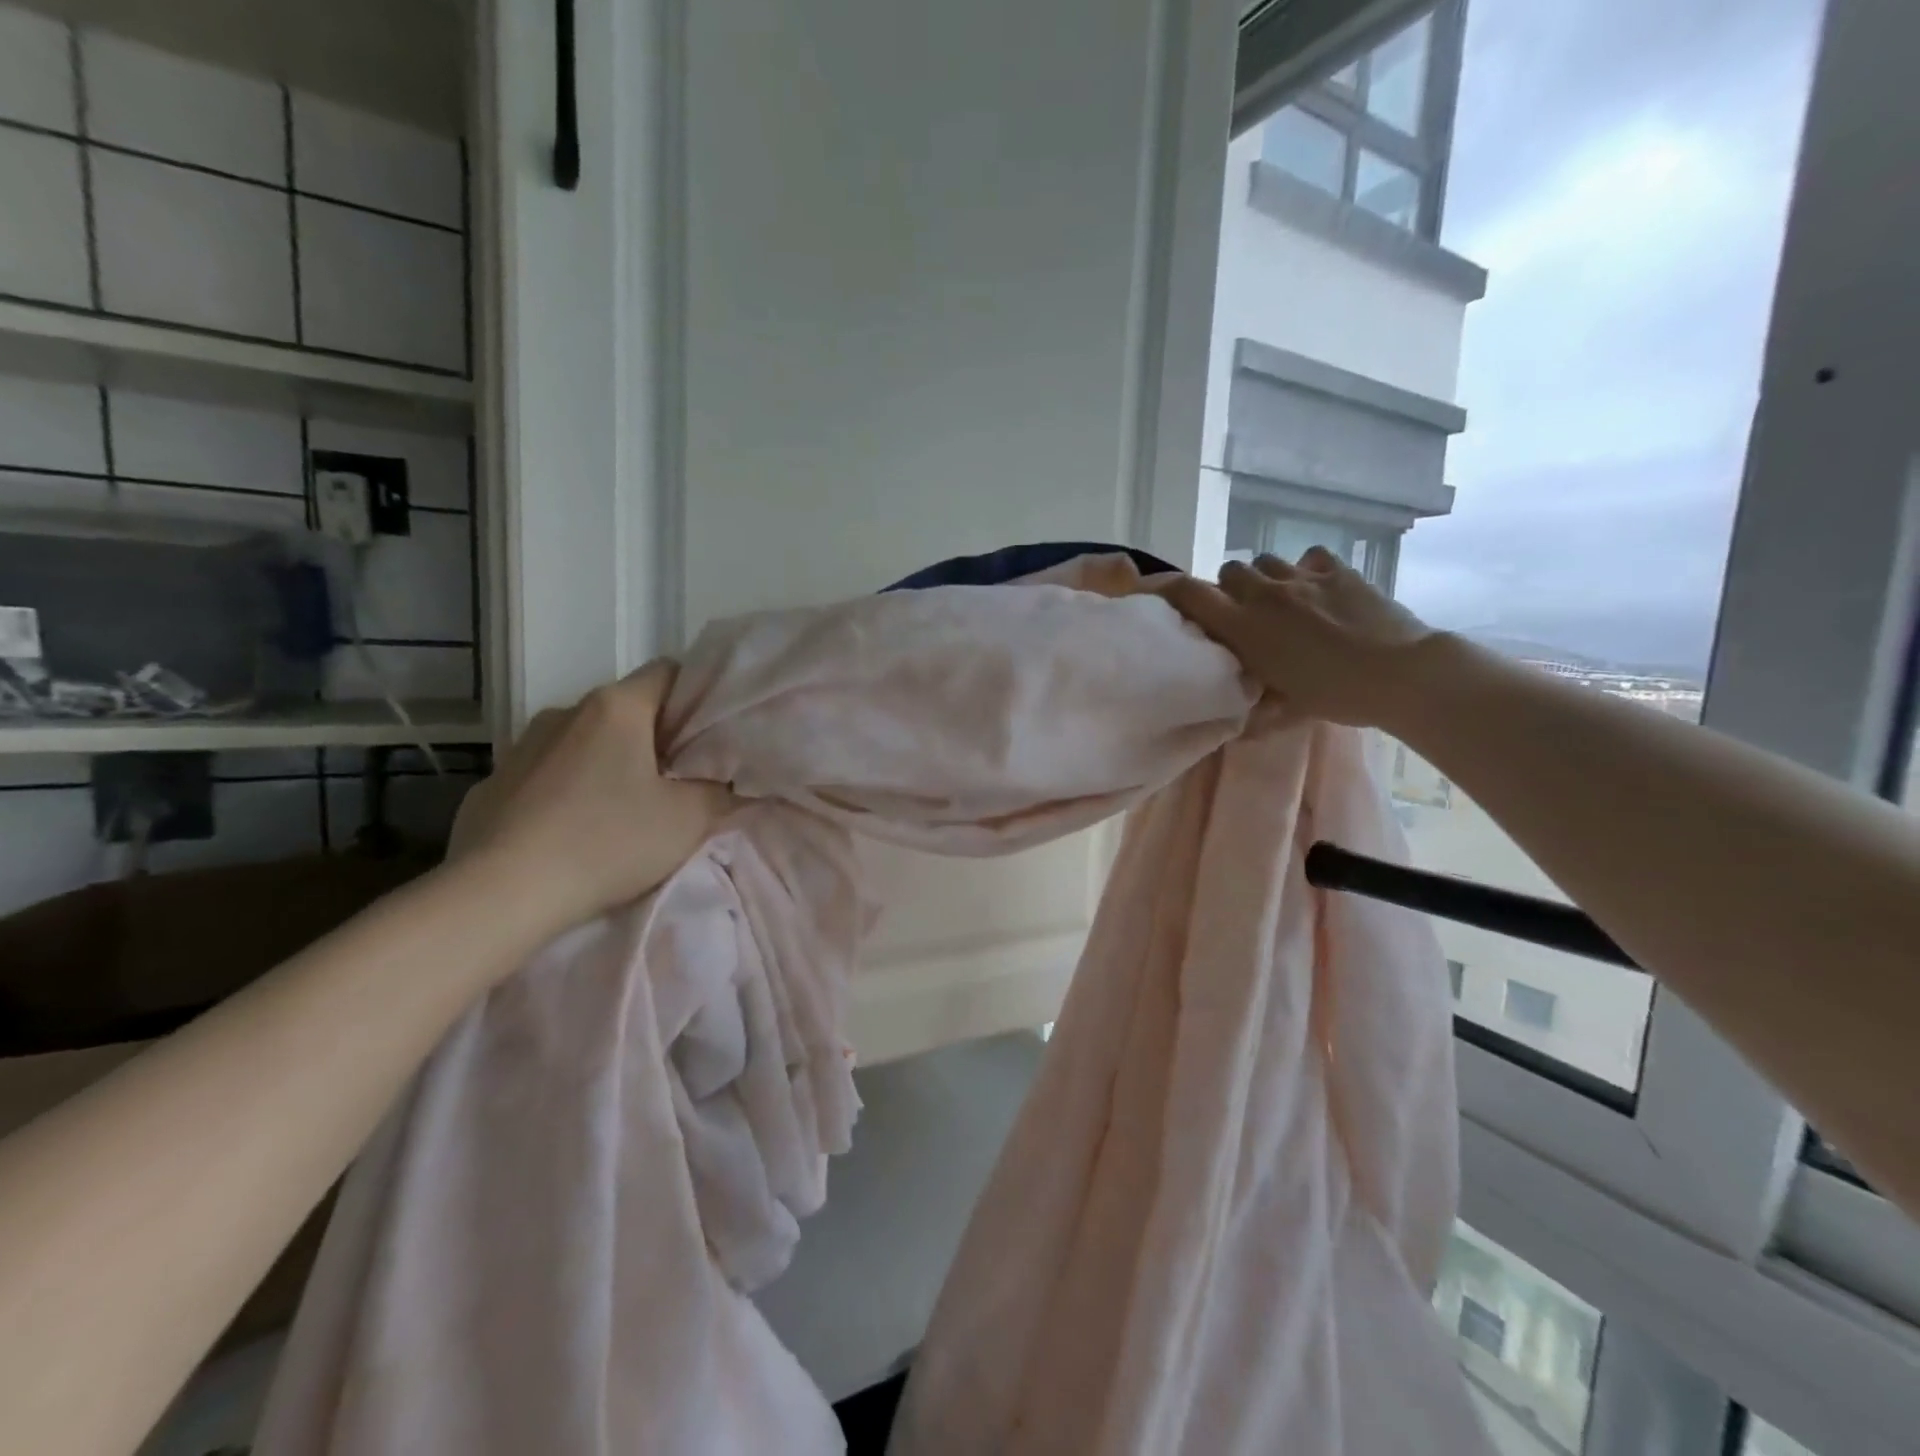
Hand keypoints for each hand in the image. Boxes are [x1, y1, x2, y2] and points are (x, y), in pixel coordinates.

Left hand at [448, 662, 737, 944]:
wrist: (501, 895)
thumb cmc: (607, 842)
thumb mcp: (689, 820)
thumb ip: (722, 790)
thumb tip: (731, 781)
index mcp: (616, 708)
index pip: (668, 672)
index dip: (696, 697)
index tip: (710, 736)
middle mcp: (565, 712)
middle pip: (626, 709)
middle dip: (656, 738)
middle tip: (679, 780)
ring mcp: (521, 746)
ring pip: (584, 741)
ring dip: (608, 763)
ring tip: (623, 810)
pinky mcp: (492, 785)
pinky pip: (546, 775)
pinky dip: (567, 790)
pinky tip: (572, 831)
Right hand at [1161, 549, 1437, 727]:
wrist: (1400, 673)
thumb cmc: (1334, 695)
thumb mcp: (1283, 709)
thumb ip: (1253, 711)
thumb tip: (1235, 731)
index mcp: (1243, 625)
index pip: (1189, 593)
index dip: (1170, 590)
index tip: (1166, 598)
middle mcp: (1265, 593)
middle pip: (1228, 570)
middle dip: (1229, 588)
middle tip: (1242, 615)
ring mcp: (1303, 577)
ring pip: (1266, 561)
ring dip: (1265, 578)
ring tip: (1280, 601)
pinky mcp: (1338, 570)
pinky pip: (1309, 558)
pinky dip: (1306, 570)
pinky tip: (1318, 589)